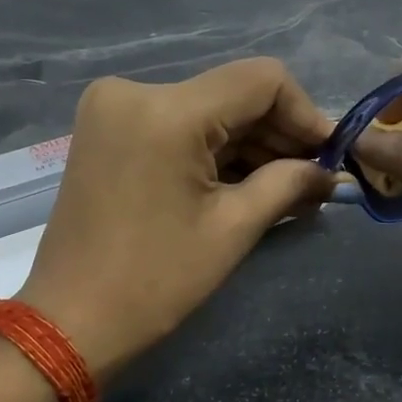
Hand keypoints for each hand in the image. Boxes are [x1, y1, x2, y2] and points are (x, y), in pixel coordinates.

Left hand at [18, 58, 335, 379]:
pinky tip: (248, 183)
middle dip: (279, 135)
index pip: (262, 80)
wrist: (70, 321)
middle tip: (316, 178)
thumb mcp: (233, 229)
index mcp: (166, 111)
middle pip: (233, 94)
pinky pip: (179, 125)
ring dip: (250, 145)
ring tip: (289, 188)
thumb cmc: (156, 281)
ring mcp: (115, 109)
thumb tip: (331, 174)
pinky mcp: (108, 130)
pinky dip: (215, 150)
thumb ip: (290, 184)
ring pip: (208, 110)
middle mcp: (135, 91)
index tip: (329, 155)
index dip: (306, 114)